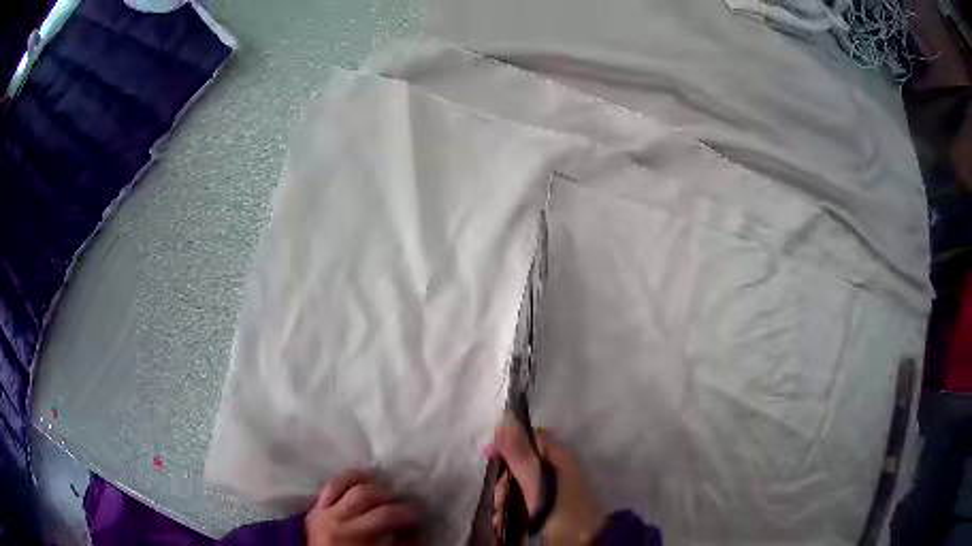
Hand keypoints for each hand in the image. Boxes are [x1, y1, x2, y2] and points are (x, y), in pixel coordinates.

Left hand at [305, 469, 420, 545]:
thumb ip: (403, 543)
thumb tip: (416, 527)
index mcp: (353, 535)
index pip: (386, 514)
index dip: (409, 512)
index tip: (422, 514)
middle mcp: (334, 519)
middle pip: (365, 493)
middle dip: (389, 494)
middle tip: (405, 501)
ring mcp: (320, 512)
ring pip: (342, 482)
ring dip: (366, 480)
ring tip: (382, 486)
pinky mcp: (313, 511)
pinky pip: (328, 487)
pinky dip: (345, 481)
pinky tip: (360, 483)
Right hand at [492, 415, 604, 544]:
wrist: (581, 544)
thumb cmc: (561, 513)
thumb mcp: (537, 484)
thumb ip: (520, 454)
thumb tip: (505, 416)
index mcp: (559, 457)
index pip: (528, 437)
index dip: (507, 444)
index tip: (488, 456)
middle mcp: (555, 469)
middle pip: (519, 464)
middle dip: (503, 482)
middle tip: (499, 501)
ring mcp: (551, 489)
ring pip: (517, 485)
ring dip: (504, 499)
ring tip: (501, 517)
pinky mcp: (547, 507)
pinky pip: (521, 502)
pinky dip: (510, 510)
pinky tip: (504, 522)